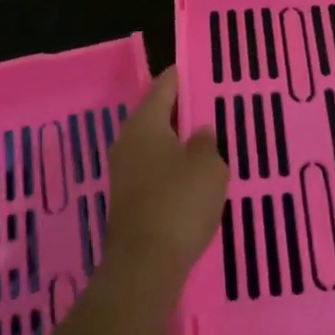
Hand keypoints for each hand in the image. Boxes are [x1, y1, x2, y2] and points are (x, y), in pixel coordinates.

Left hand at [103, 67, 227, 303]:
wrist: (144, 265)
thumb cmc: (179, 203)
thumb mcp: (208, 167)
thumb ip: (206, 142)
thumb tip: (199, 132)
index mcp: (145, 122)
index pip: (165, 86)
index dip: (183, 76)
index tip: (201, 69)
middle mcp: (128, 140)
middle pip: (157, 114)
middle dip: (182, 111)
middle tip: (211, 108)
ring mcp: (123, 171)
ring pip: (155, 144)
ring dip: (177, 142)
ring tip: (207, 143)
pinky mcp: (127, 198)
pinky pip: (153, 170)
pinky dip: (171, 168)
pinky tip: (193, 178)